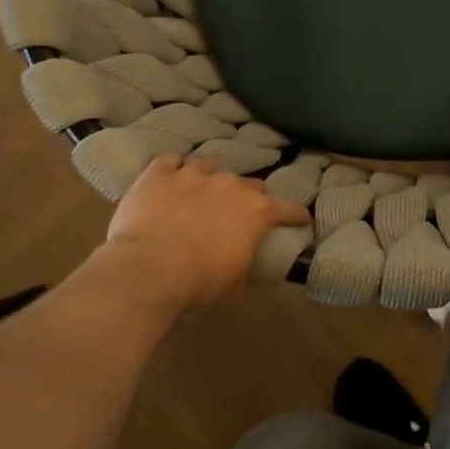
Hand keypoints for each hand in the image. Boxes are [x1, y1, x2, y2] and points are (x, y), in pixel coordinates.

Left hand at [94, 155, 310, 313]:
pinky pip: (170, 162)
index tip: (301, 219)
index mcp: (256, 212)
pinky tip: (170, 177)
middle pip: (249, 184)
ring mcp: (193, 174)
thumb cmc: (200, 282)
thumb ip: (245, 272)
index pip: (287, 209)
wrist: (148, 269)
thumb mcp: (234, 286)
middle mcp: (230, 185)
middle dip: (248, 197)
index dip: (296, 214)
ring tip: (201, 190)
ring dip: (209, 178)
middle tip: (238, 213)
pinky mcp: (159, 174)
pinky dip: (173, 169)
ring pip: (209, 166)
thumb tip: (246, 277)